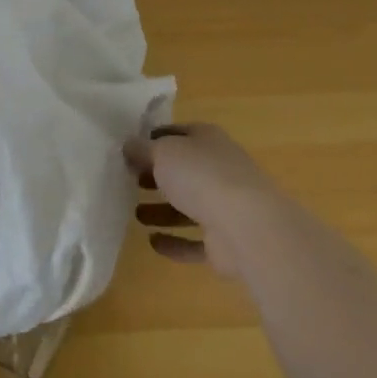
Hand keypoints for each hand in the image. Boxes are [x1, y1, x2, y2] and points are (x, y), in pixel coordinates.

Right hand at [124, 124, 268, 279]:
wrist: (248, 227)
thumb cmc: (201, 175)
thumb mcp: (162, 152)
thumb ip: (141, 149)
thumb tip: (128, 146)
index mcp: (208, 140)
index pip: (177, 134)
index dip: (153, 139)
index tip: (129, 149)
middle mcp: (219, 170)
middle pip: (183, 170)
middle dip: (157, 176)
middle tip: (130, 180)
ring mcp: (226, 207)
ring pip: (189, 207)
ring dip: (163, 210)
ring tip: (136, 214)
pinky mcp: (226, 243)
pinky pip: (195, 241)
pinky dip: (175, 242)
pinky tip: (153, 243)